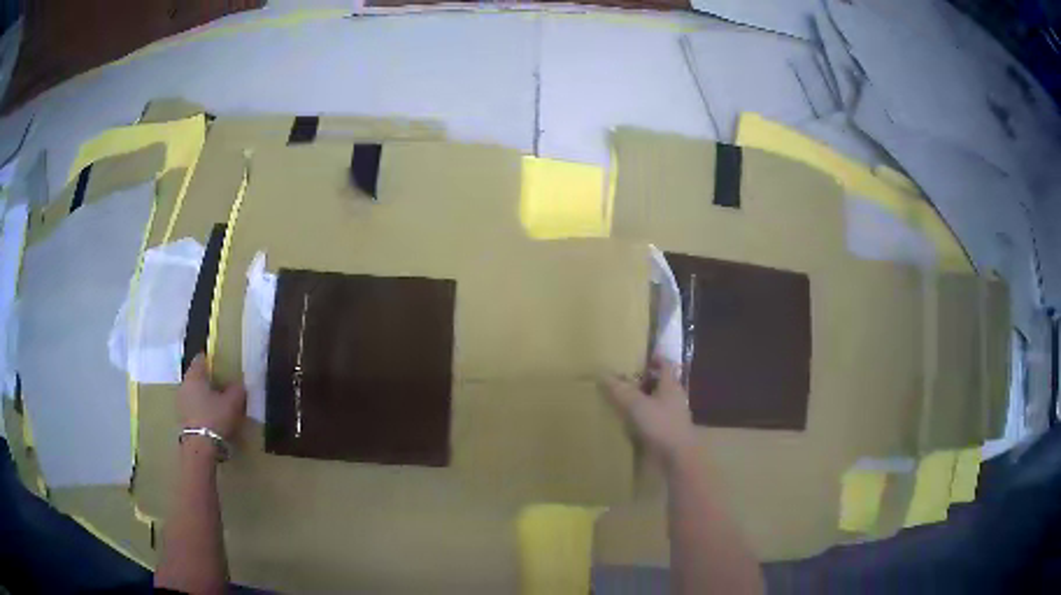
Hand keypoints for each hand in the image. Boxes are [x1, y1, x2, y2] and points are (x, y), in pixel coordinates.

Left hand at [178, 354, 246, 441]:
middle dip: (209, 380)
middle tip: (223, 386)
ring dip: (204, 396)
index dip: (212, 359)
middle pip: (197, 376)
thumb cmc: (215, 418)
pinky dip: (201, 408)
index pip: (201, 358)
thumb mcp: (233, 403)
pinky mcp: (182, 418)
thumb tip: (238, 384)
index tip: (222, 365)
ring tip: (219, 405)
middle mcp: (184, 384)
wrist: (200, 447)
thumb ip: (237, 390)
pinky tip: (212, 418)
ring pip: (194, 392)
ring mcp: (181, 402)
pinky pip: (193, 406)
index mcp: (195, 375)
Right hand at [601, 356, 696, 466]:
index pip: (666, 365)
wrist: (678, 457)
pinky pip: (655, 418)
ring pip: (657, 401)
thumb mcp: (637, 406)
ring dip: (644, 399)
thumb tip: (602, 373)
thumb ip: (621, 390)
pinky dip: (644, 416)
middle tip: (626, 377)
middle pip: (661, 383)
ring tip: (624, 398)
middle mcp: (674, 398)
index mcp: (671, 386)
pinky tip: (630, 421)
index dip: (656, 358)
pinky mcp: (668, 432)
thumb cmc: (661, 425)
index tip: (642, 356)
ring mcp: (673, 416)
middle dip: (645, 379)